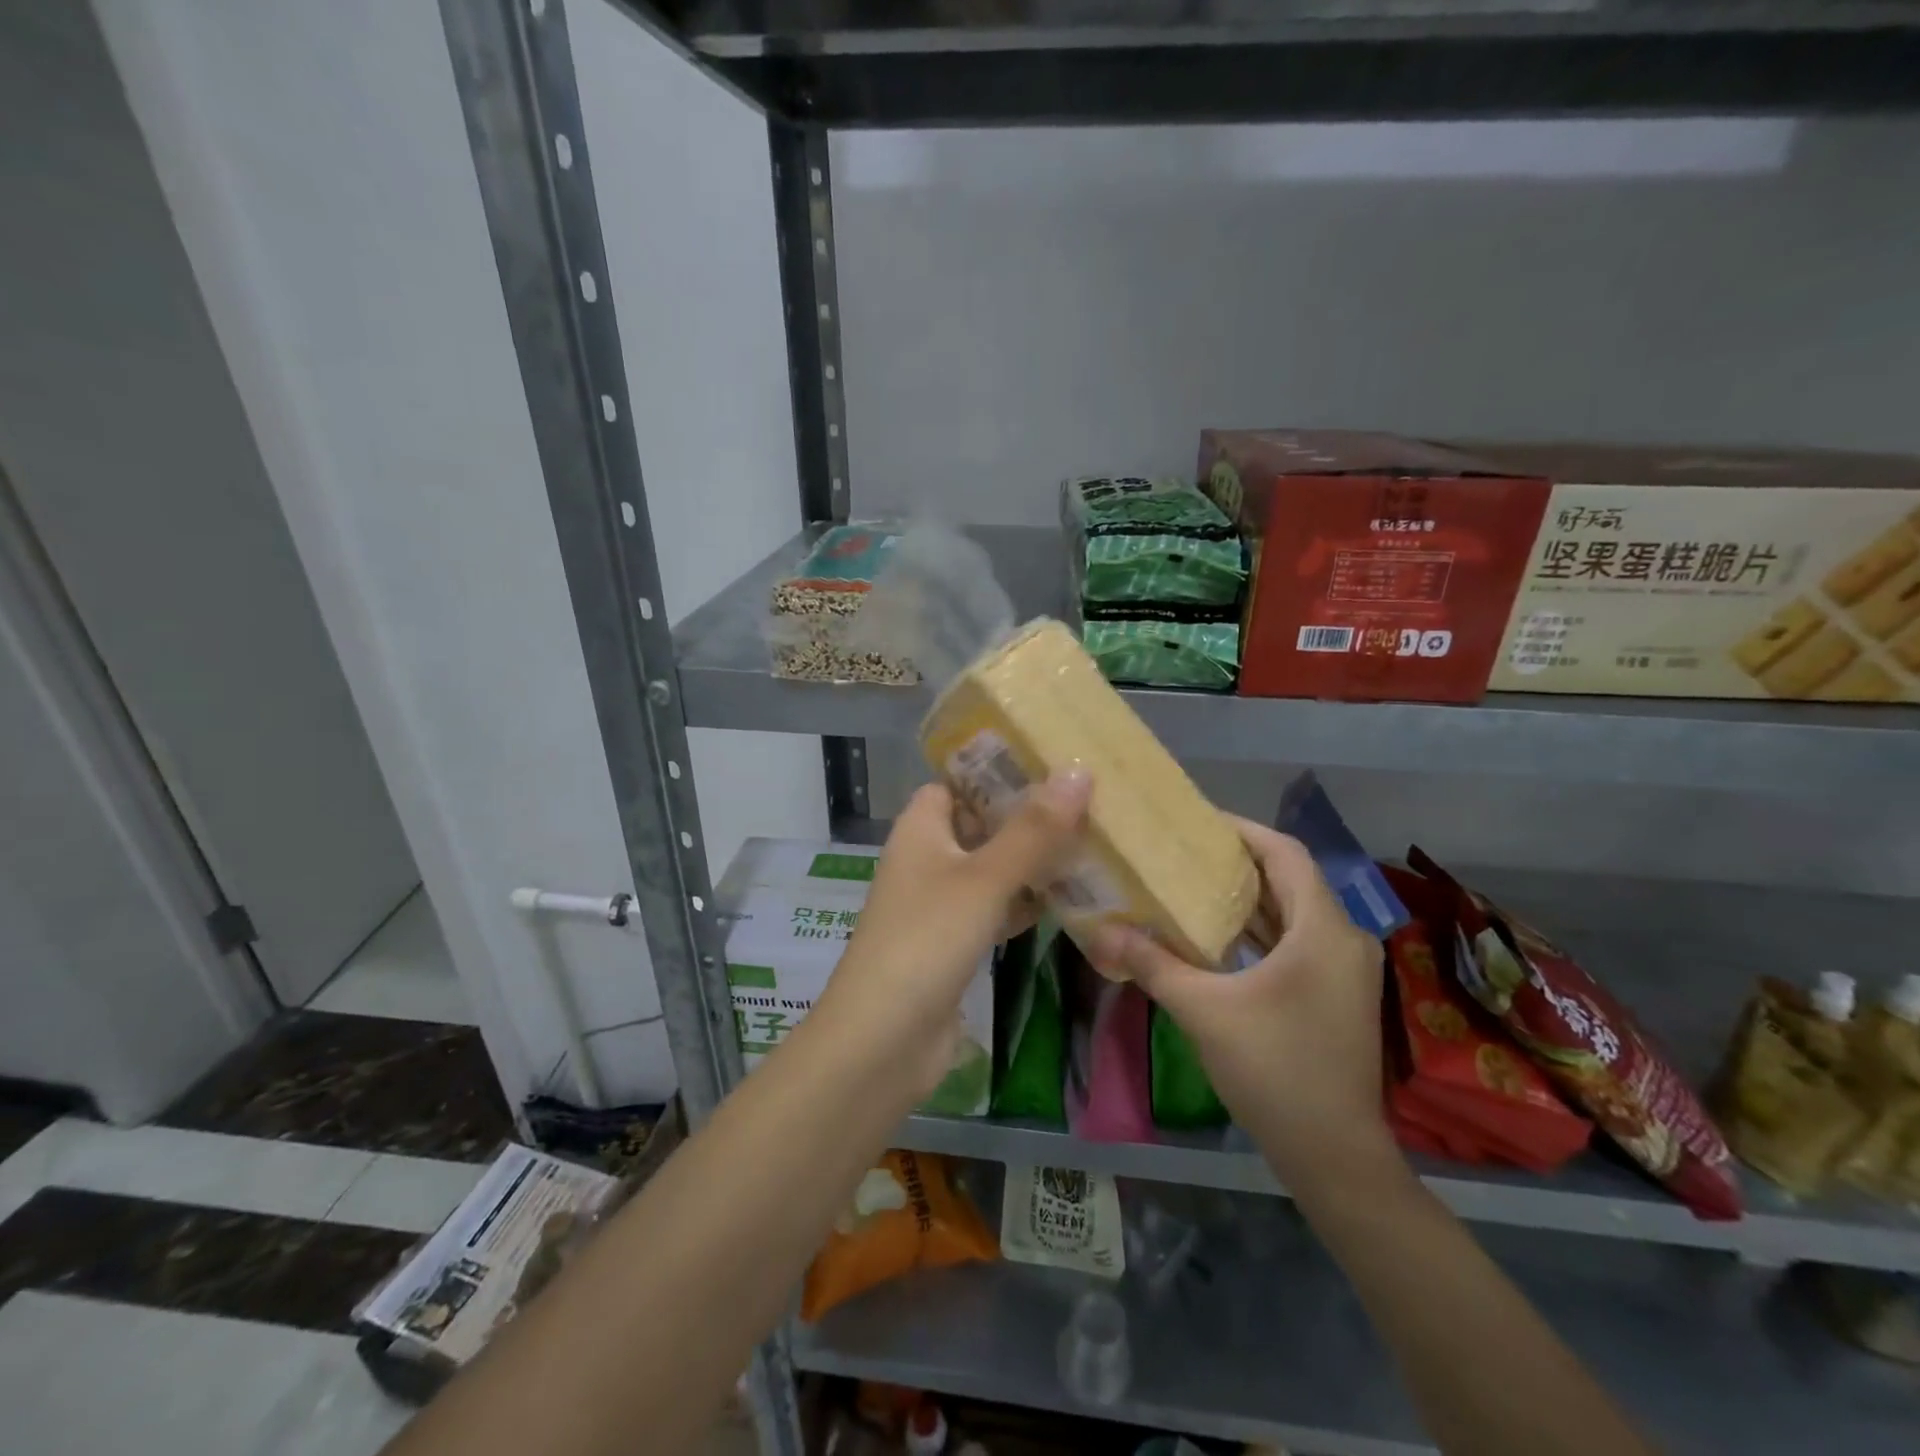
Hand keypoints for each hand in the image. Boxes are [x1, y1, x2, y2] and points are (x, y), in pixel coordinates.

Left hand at [817, 770, 1091, 1095]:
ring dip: (1033, 861)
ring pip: (993, 868)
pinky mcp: (954, 942)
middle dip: (1028, 816)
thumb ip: (1033, 830)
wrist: (883, 1040)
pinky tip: (1069, 899)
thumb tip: (1079, 771)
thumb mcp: (984, 879)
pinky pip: (996, 908)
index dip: (999, 770)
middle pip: (982, 823)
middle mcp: (928, 858)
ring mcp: (940, 903)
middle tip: (1089, 801)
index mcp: (921, 828)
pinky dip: (1026, 902)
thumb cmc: (927, 941)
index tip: (1053, 761)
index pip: (959, 781)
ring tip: (1092, 842)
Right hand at [1087, 817, 1392, 1188]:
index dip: (1242, 830)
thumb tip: (1099, 930)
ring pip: (1295, 911)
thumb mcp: (1203, 1010)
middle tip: (1184, 853)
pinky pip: (1299, 939)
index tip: (1196, 824)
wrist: (1334, 1155)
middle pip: (1290, 879)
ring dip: (1250, 897)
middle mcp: (1344, 938)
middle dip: (1239, 862)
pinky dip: (1262, 929)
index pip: (1285, 853)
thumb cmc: (1274, 1070)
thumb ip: (1152, 963)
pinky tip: (1221, 937)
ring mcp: (1347, 968)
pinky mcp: (1340, 993)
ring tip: (1194, 886)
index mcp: (1323, 930)